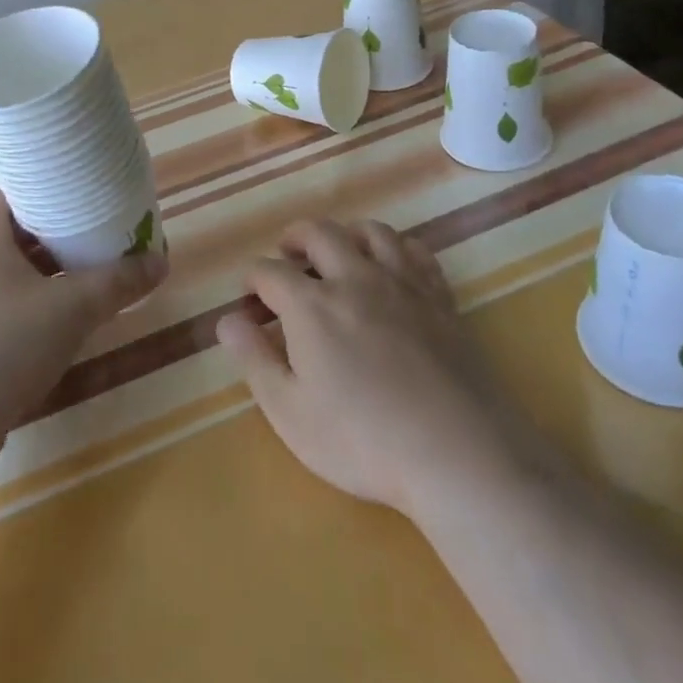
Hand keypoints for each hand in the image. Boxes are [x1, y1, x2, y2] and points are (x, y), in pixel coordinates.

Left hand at [0, 186, 167, 472]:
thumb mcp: (69, 310)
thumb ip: (117, 282)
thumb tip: (161, 261)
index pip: (19, 180)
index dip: (57, 175)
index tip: (95, 178)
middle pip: (21, 223)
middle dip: (65, 222)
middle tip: (108, 220)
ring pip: (15, 264)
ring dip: (54, 263)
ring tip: (98, 262)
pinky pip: (6, 298)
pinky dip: (38, 296)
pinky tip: (69, 311)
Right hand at [215, 219, 546, 520]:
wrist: (455, 451)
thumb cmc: (362, 440)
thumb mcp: (290, 412)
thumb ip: (255, 360)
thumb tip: (227, 319)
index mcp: (312, 305)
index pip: (270, 271)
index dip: (253, 279)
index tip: (249, 296)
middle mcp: (355, 278)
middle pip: (319, 233)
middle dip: (295, 237)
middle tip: (287, 254)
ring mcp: (402, 283)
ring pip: (371, 231)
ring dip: (346, 233)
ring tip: (339, 250)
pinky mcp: (439, 297)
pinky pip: (416, 251)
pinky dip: (397, 247)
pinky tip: (393, 265)